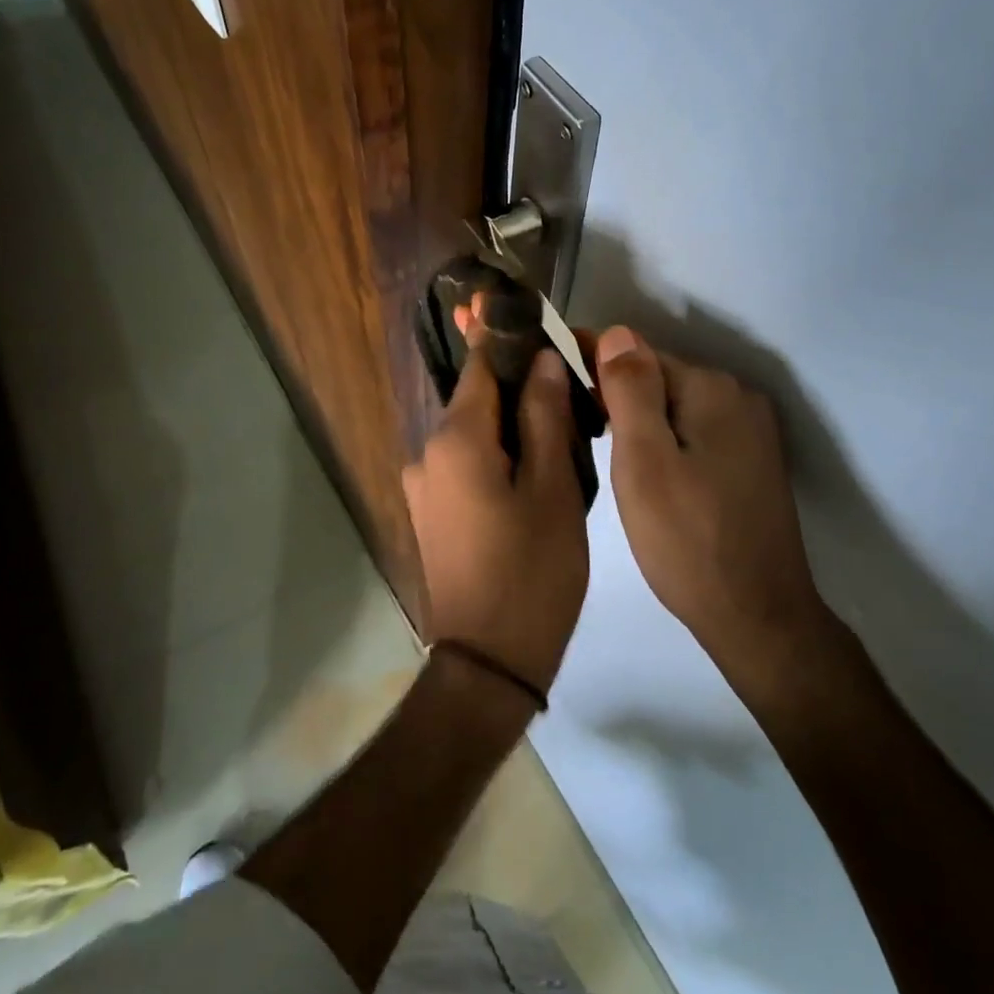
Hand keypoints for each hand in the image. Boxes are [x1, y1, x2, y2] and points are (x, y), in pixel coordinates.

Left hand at [403, 344, 589, 694]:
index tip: (543, 332)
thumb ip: (546, 416)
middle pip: (476, 401)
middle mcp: (426, 454)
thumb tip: (543, 359)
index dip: (510, 343)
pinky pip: (463, 467)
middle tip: (571, 396)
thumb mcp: (553, 489)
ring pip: (472, 436)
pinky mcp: (429, 515)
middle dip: (519, 391)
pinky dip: (495, 459)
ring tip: (561, 438)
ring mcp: (422, 487)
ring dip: (510, 429)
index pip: (480, 366)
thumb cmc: (532, 572)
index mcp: (455, 439)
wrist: (489, 661)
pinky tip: (532, 476)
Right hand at [593, 326, 831, 672]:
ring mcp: (751, 432)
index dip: (594, 363)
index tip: (553, 376)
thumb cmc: (687, 540)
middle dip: (616, 392)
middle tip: (570, 420)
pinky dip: (664, 440)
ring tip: (597, 443)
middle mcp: (739, 399)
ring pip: (676, 407)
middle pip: (661, 378)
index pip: (639, 354)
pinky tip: (642, 467)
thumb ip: (630, 392)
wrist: (757, 616)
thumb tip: (617, 332)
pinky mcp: (751, 462)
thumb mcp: (644, 462)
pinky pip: (695, 432)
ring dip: (639, 418)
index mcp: (713, 390)